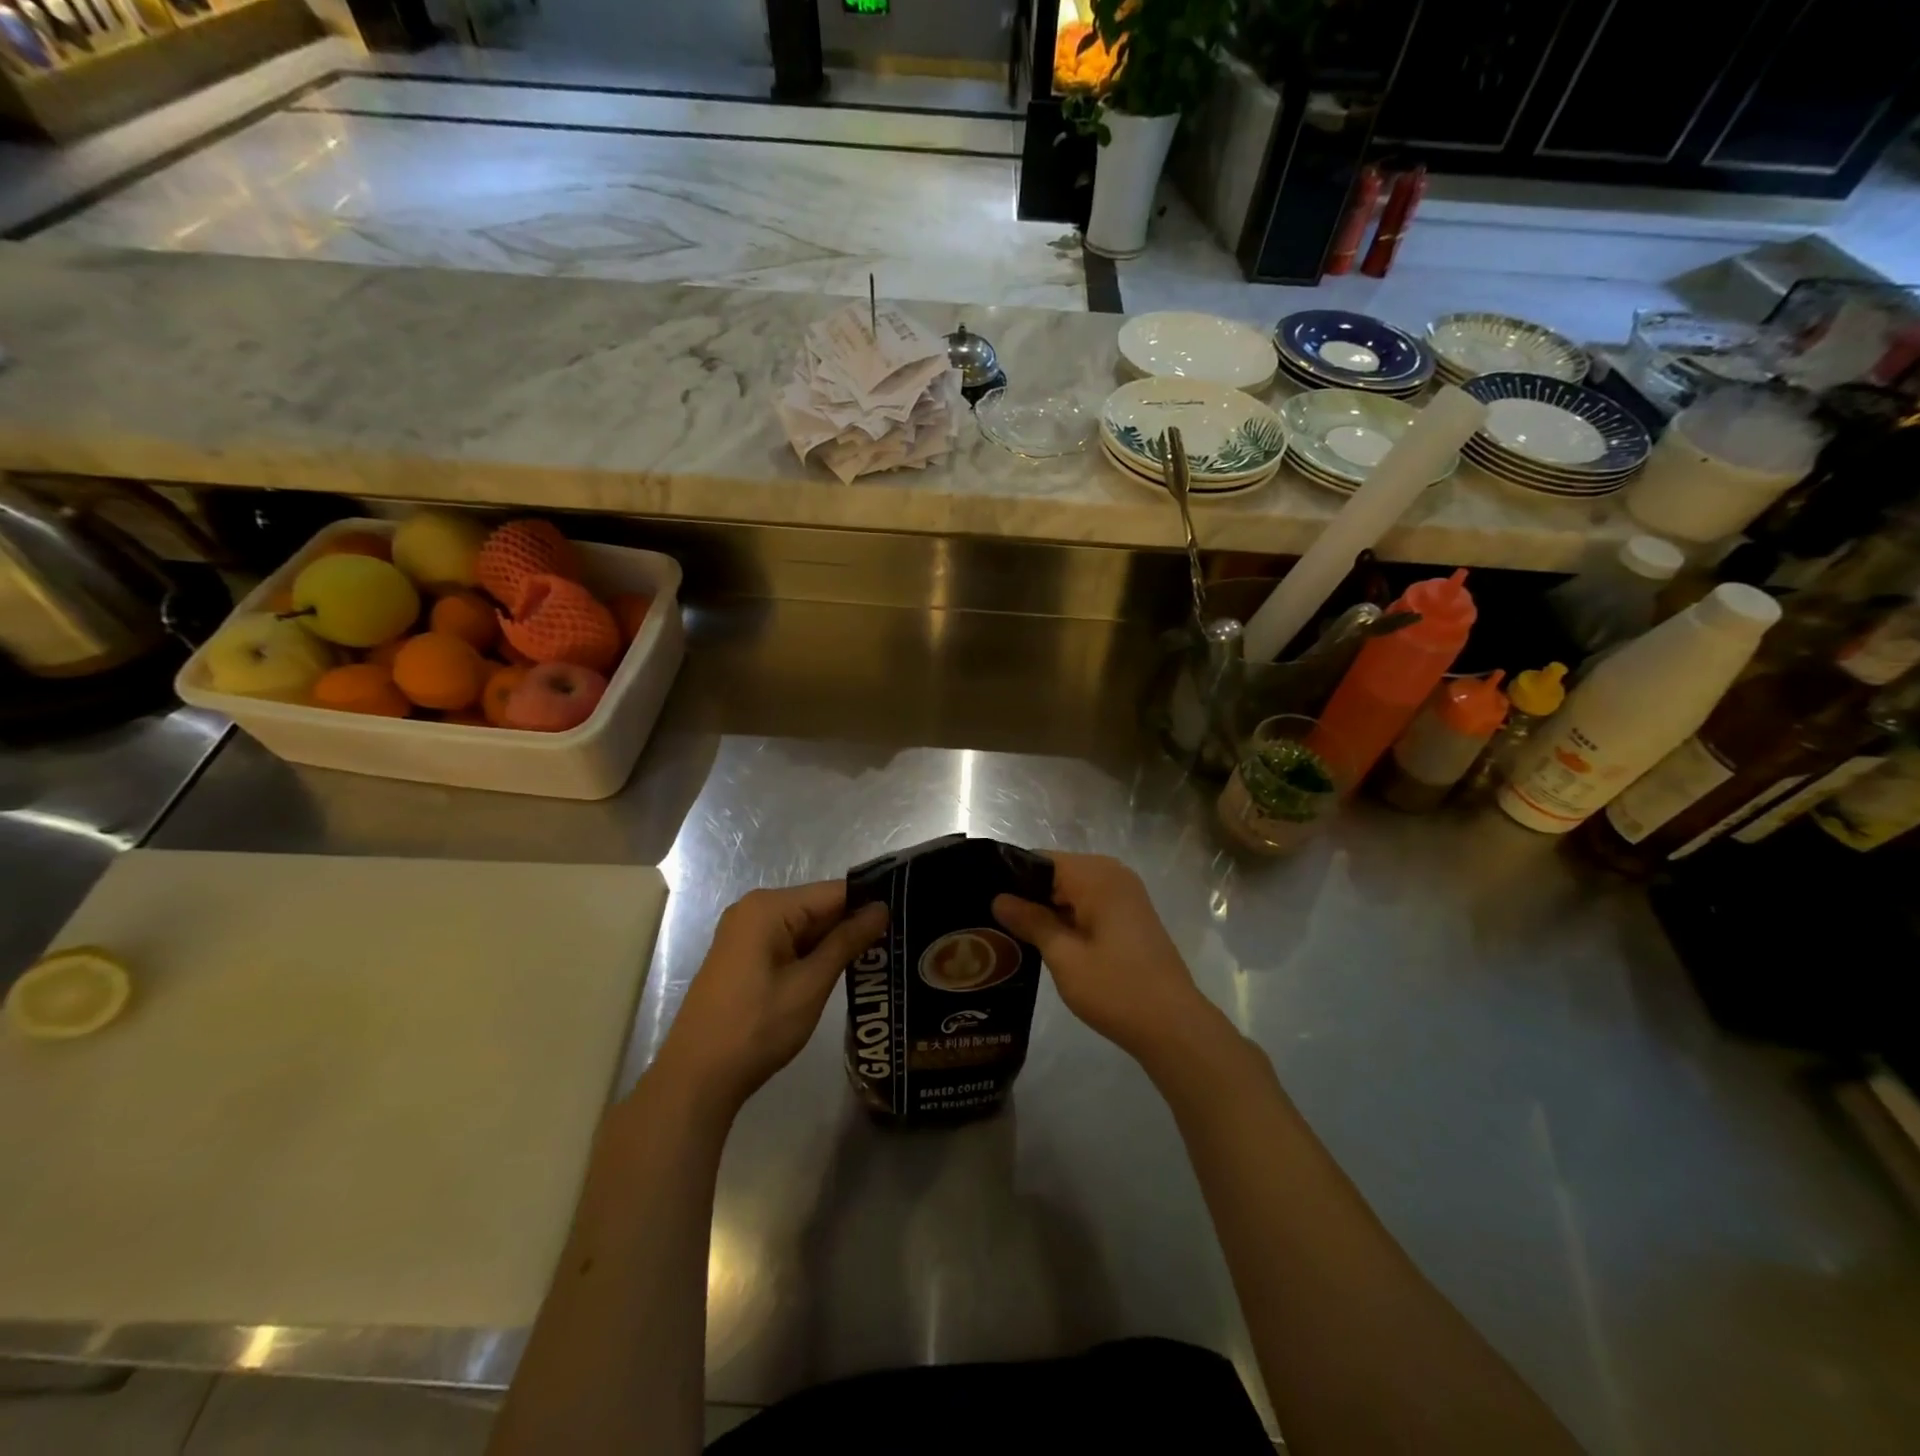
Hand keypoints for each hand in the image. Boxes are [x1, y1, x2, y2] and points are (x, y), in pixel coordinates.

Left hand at [648, 882, 886, 1121]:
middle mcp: (754, 910)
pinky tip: (842, 971)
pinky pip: (788, 944)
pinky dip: (812, 956)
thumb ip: (846, 942)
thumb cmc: (756, 1028)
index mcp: (768, 908)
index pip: (834, 892)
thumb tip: (881, 909)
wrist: (695, 1079)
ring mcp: (745, 934)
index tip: (906, 917)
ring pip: (805, 928)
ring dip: (835, 944)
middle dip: (854, 925)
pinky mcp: (743, 958)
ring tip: (881, 957)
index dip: (869, 904)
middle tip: (899, 942)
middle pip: (818, 907)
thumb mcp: (810, 985)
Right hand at [993, 852, 1218, 1066]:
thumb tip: (999, 899)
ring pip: (1072, 890)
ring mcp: (1125, 895)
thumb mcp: (1064, 957)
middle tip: (992, 919)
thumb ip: (1032, 922)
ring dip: (1047, 908)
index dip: (1012, 877)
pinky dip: (1068, 917)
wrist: (1174, 1026)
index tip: (984, 898)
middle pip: (1057, 872)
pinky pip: (1089, 903)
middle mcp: (1113, 875)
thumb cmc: (1116, 989)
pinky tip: (1045, 940)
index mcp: (1097, 876)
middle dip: (1027, 894)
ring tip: (1010, 931)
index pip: (1041, 860)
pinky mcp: (1130, 916)